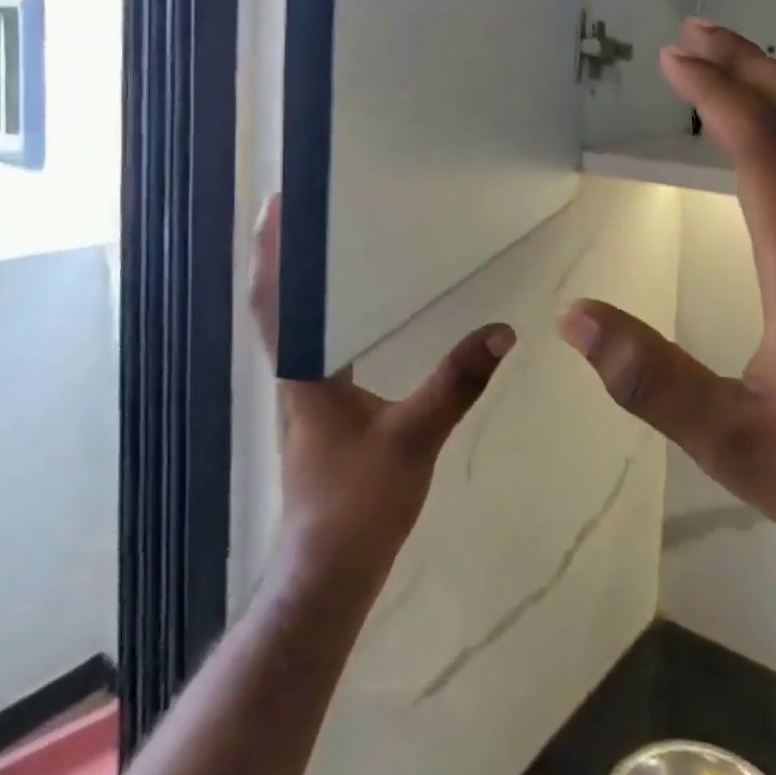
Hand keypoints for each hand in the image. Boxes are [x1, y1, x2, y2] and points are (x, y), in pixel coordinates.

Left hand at [249, 196, 516, 582]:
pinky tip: (358, 308)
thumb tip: (502, 331)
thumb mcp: (414, 437)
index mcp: (305, 372)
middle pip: (282, 303)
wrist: (332, 571)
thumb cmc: (360, 503)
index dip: (272, 251)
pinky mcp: (323, 410)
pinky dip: (328, 313)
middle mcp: (297, 375)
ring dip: (305, 282)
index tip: (280, 203)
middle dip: (288, 254)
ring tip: (332, 242)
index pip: (277, 300)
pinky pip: (320, 344)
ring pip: (299, 324)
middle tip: (311, 208)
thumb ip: (457, 382)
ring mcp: (307, 394)